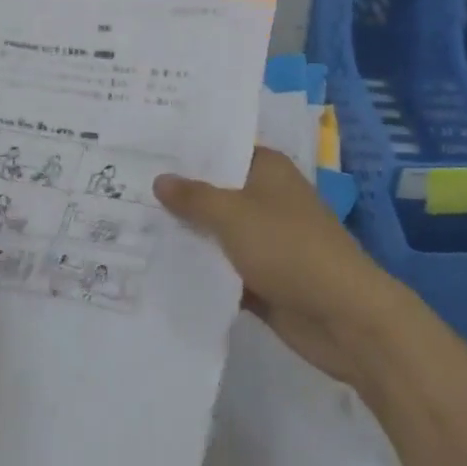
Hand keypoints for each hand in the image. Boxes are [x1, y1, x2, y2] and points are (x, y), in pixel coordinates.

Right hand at [154, 148, 413, 385]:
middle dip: (177, 195)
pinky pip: (222, 269)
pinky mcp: (262, 279)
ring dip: (185, 235)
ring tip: (128, 226)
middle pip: (215, 192)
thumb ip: (194, 197)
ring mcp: (265, 241)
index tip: (143, 148)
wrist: (343, 317)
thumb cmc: (289, 248)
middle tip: (122, 187)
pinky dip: (199, 270)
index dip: (187, 150)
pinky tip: (154, 269)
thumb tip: (160, 179)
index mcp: (268, 170)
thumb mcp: (234, 215)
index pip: (222, 149)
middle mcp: (266, 199)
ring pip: (216, 233)